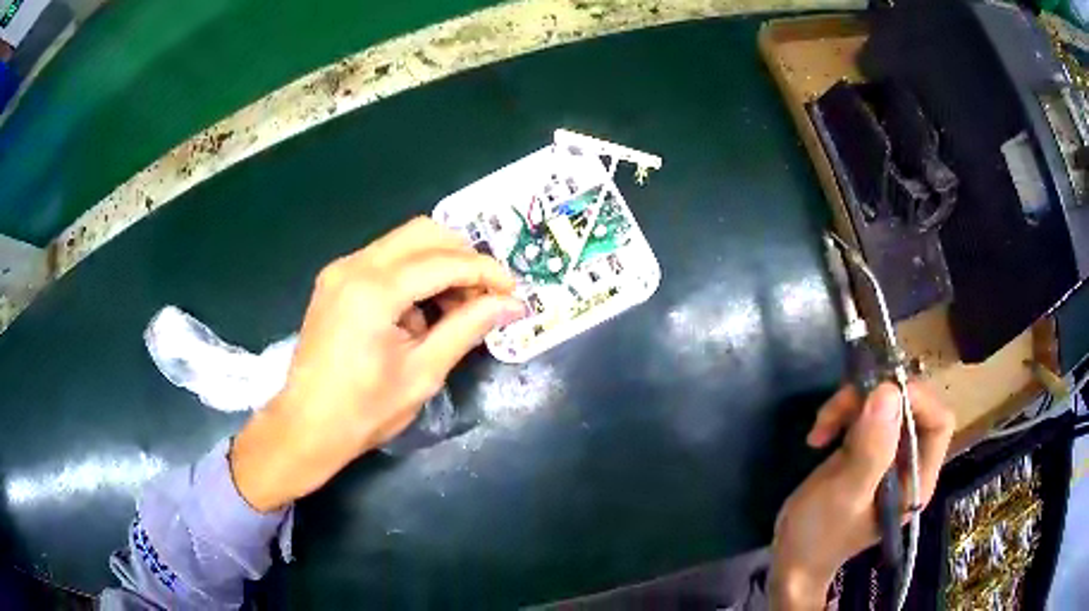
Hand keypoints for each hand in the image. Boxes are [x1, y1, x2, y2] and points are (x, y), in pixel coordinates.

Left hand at [229, 217, 525, 511]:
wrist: (307, 427)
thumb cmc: (365, 410)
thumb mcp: (423, 372)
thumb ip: (467, 328)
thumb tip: (510, 304)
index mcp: (374, 290)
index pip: (444, 261)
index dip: (486, 272)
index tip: (513, 291)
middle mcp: (354, 265)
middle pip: (423, 233)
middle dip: (463, 257)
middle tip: (485, 294)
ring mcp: (340, 270)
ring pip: (403, 243)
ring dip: (438, 265)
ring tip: (457, 308)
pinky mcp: (335, 281)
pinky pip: (384, 260)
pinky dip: (413, 275)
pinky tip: (421, 312)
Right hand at [769, 382, 954, 609]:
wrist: (791, 559)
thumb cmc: (819, 536)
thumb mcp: (843, 495)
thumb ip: (871, 450)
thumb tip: (889, 391)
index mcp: (916, 480)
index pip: (938, 423)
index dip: (916, 400)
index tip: (879, 393)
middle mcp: (909, 464)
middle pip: (910, 407)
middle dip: (875, 399)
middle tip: (839, 407)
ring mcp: (888, 455)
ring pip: (884, 405)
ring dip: (852, 405)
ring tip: (821, 427)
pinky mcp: (867, 450)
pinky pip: (864, 414)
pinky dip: (842, 414)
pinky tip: (819, 435)